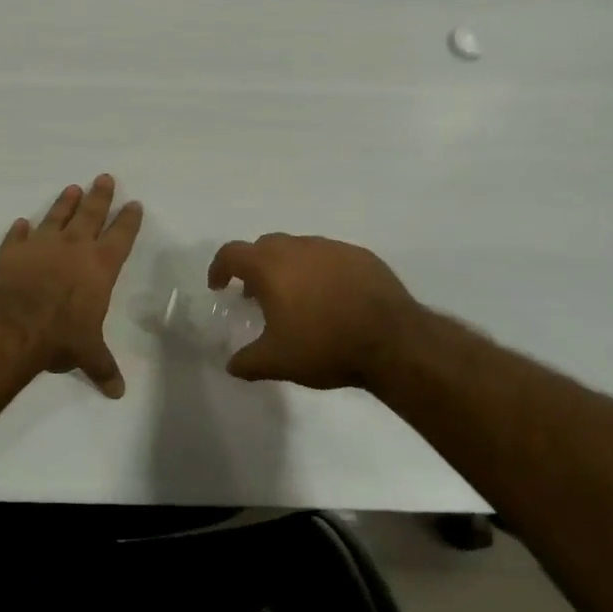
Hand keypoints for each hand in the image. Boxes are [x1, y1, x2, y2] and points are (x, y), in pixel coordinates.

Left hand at [0, 174, 143, 397]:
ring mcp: (41, 245)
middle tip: (104, 177)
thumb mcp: (87, 354)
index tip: (134, 203)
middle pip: (90, 214)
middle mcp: (73, 248)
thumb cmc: (60, 336)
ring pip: (56, 216)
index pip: (120, 236)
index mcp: (100, 267)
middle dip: (99, 196)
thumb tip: (118, 393)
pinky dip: (20, 230)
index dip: (128, 220)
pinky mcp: (12, 252)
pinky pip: (17, 236)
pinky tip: (21, 222)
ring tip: (72, 188)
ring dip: (64, 203)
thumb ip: (102, 367)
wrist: (13, 325)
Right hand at [206, 234, 421, 388]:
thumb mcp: (277, 361)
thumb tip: (231, 365)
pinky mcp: (361, 255)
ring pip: (300, 248)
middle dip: (254, 266)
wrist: (393, 341)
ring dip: (289, 267)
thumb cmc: (324, 346)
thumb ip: (247, 361)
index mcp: (270, 266)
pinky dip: (320, 271)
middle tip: (256, 294)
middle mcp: (298, 247)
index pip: (231, 253)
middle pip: (265, 246)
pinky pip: (330, 257)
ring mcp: (332, 248)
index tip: (219, 286)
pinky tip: (331, 298)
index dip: (219, 267)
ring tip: (296, 298)